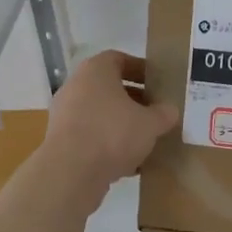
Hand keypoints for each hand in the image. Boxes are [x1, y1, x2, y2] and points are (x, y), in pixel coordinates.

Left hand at [40, 51, 178, 195]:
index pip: (119, 59)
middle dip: (134, 101)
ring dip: (122, 125)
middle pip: (109, 88)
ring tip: (145, 140)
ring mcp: (65, 114)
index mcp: (95, 71)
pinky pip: (91, 136)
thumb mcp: (150, 123)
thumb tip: (170, 111)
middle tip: (155, 113)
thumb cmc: (113, 133)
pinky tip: (129, 163)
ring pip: (100, 114)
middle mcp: (76, 87)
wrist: (71, 172)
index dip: (140, 69)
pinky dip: (108, 145)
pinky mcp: (62, 141)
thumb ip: (163, 114)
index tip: (158, 83)